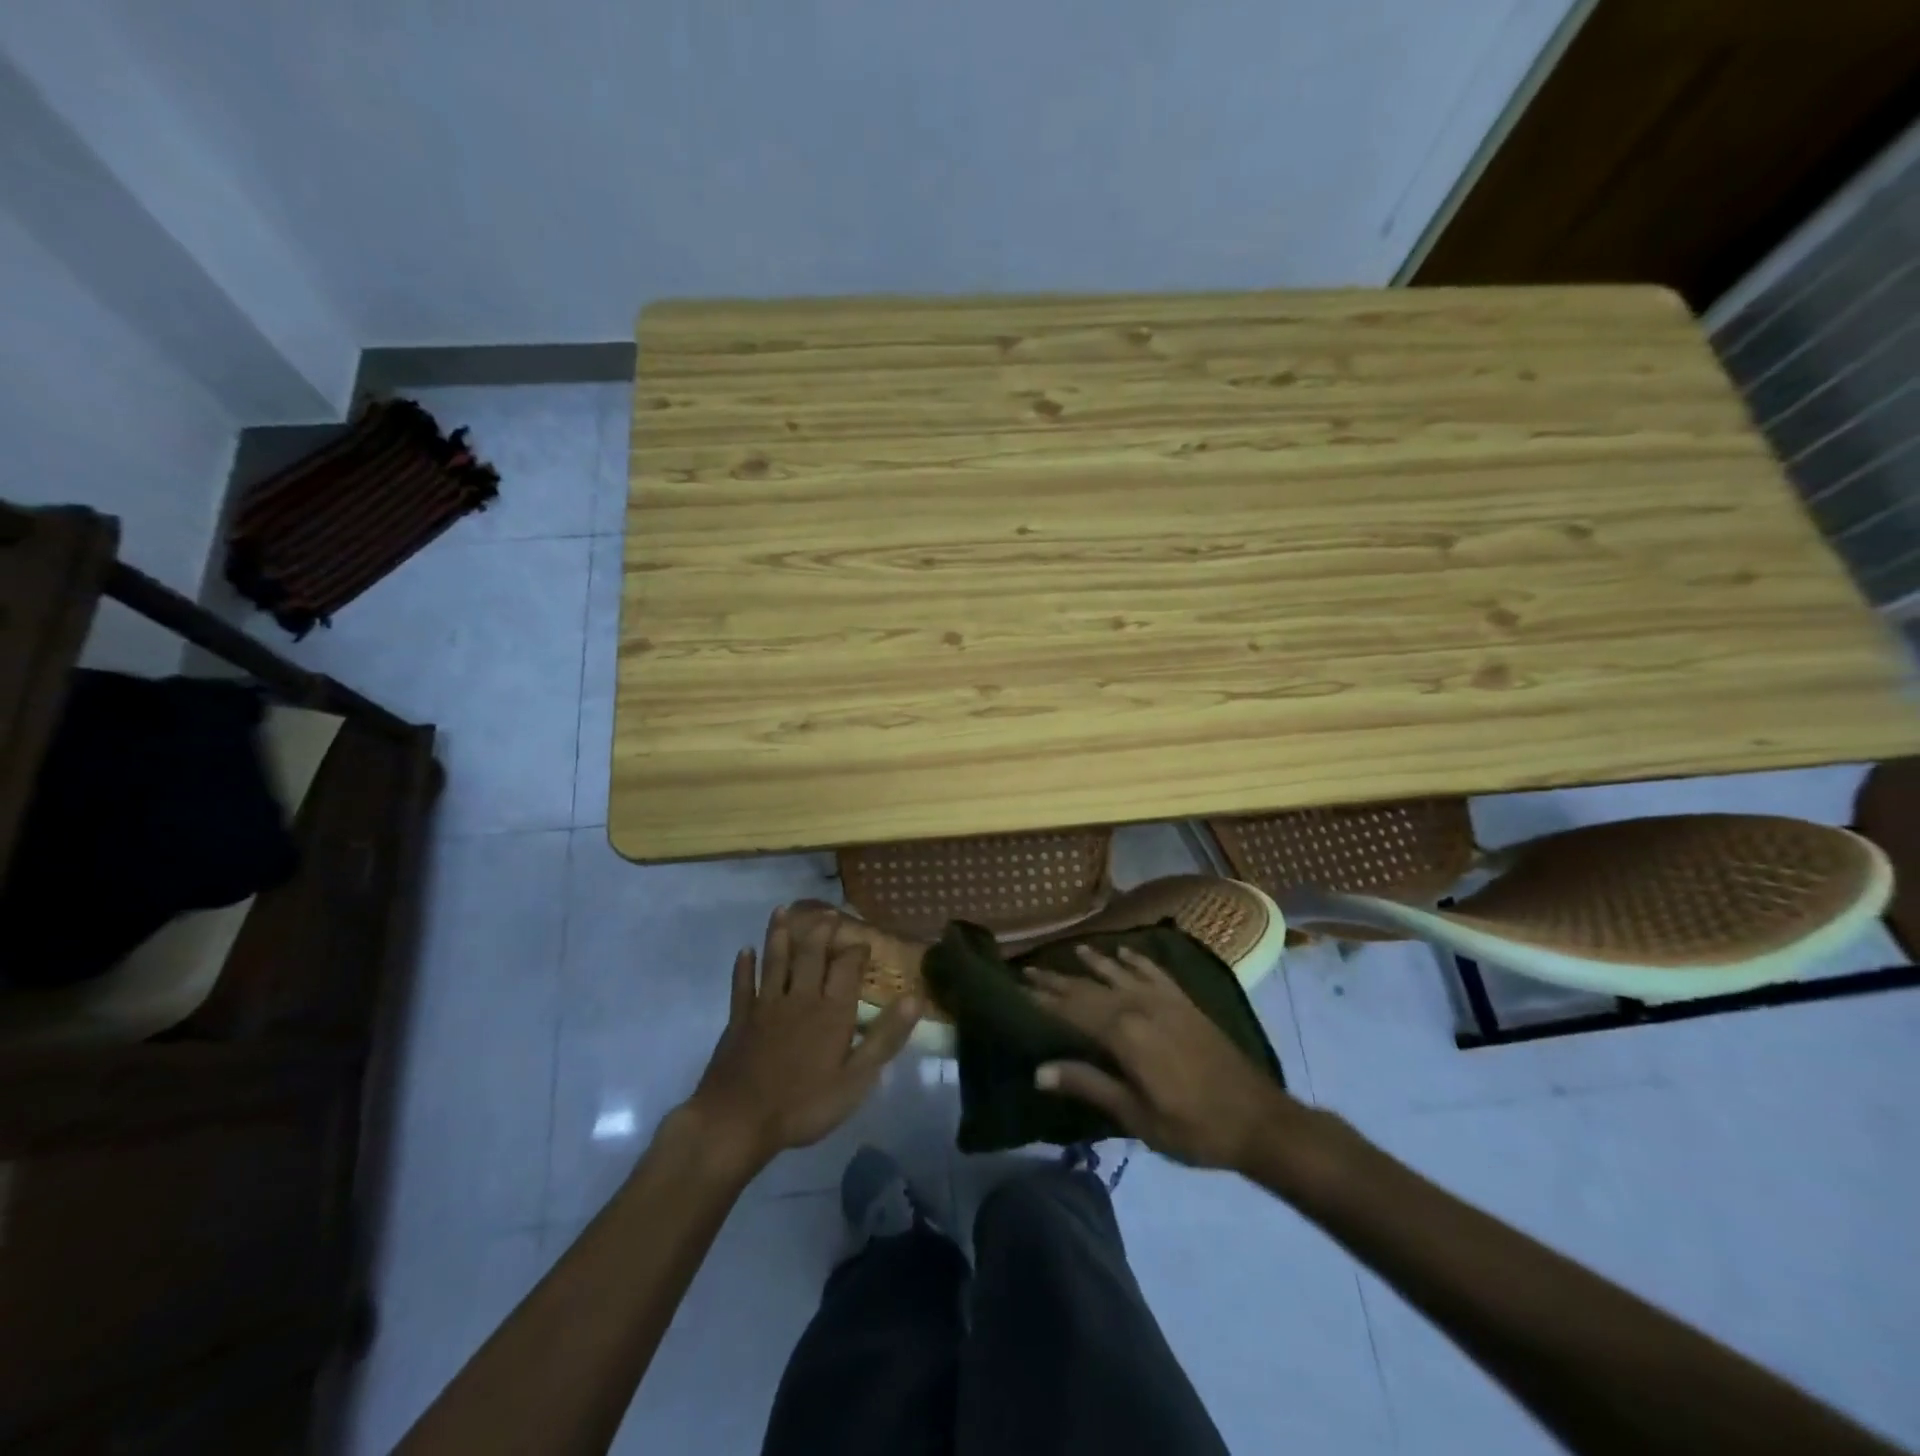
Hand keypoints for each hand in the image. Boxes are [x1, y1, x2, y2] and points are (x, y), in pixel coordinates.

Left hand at [684, 907, 921, 1171]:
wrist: (738, 1121)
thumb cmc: (804, 1105)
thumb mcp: (856, 1079)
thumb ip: (885, 1037)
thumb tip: (915, 998)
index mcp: (831, 1011)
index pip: (847, 968)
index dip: (856, 950)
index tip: (863, 940)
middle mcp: (800, 998)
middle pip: (811, 955)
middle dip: (820, 931)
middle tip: (827, 913)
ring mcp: (766, 1006)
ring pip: (775, 961)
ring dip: (779, 935)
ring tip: (782, 911)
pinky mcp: (739, 1019)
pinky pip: (742, 986)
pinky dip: (744, 967)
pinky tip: (744, 952)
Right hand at [1027, 944, 1291, 1171]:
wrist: (1257, 1119)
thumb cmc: (1191, 1128)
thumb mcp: (1135, 1116)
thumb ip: (1088, 1085)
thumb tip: (1039, 1071)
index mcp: (1124, 1034)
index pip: (1072, 1010)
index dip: (1043, 999)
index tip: (1017, 986)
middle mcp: (1140, 1006)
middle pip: (1090, 988)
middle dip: (1058, 980)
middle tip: (1029, 969)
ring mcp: (1165, 1001)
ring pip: (1119, 973)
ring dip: (1093, 963)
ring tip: (1071, 951)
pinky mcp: (1185, 1003)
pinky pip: (1154, 972)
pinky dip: (1136, 960)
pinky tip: (1123, 953)